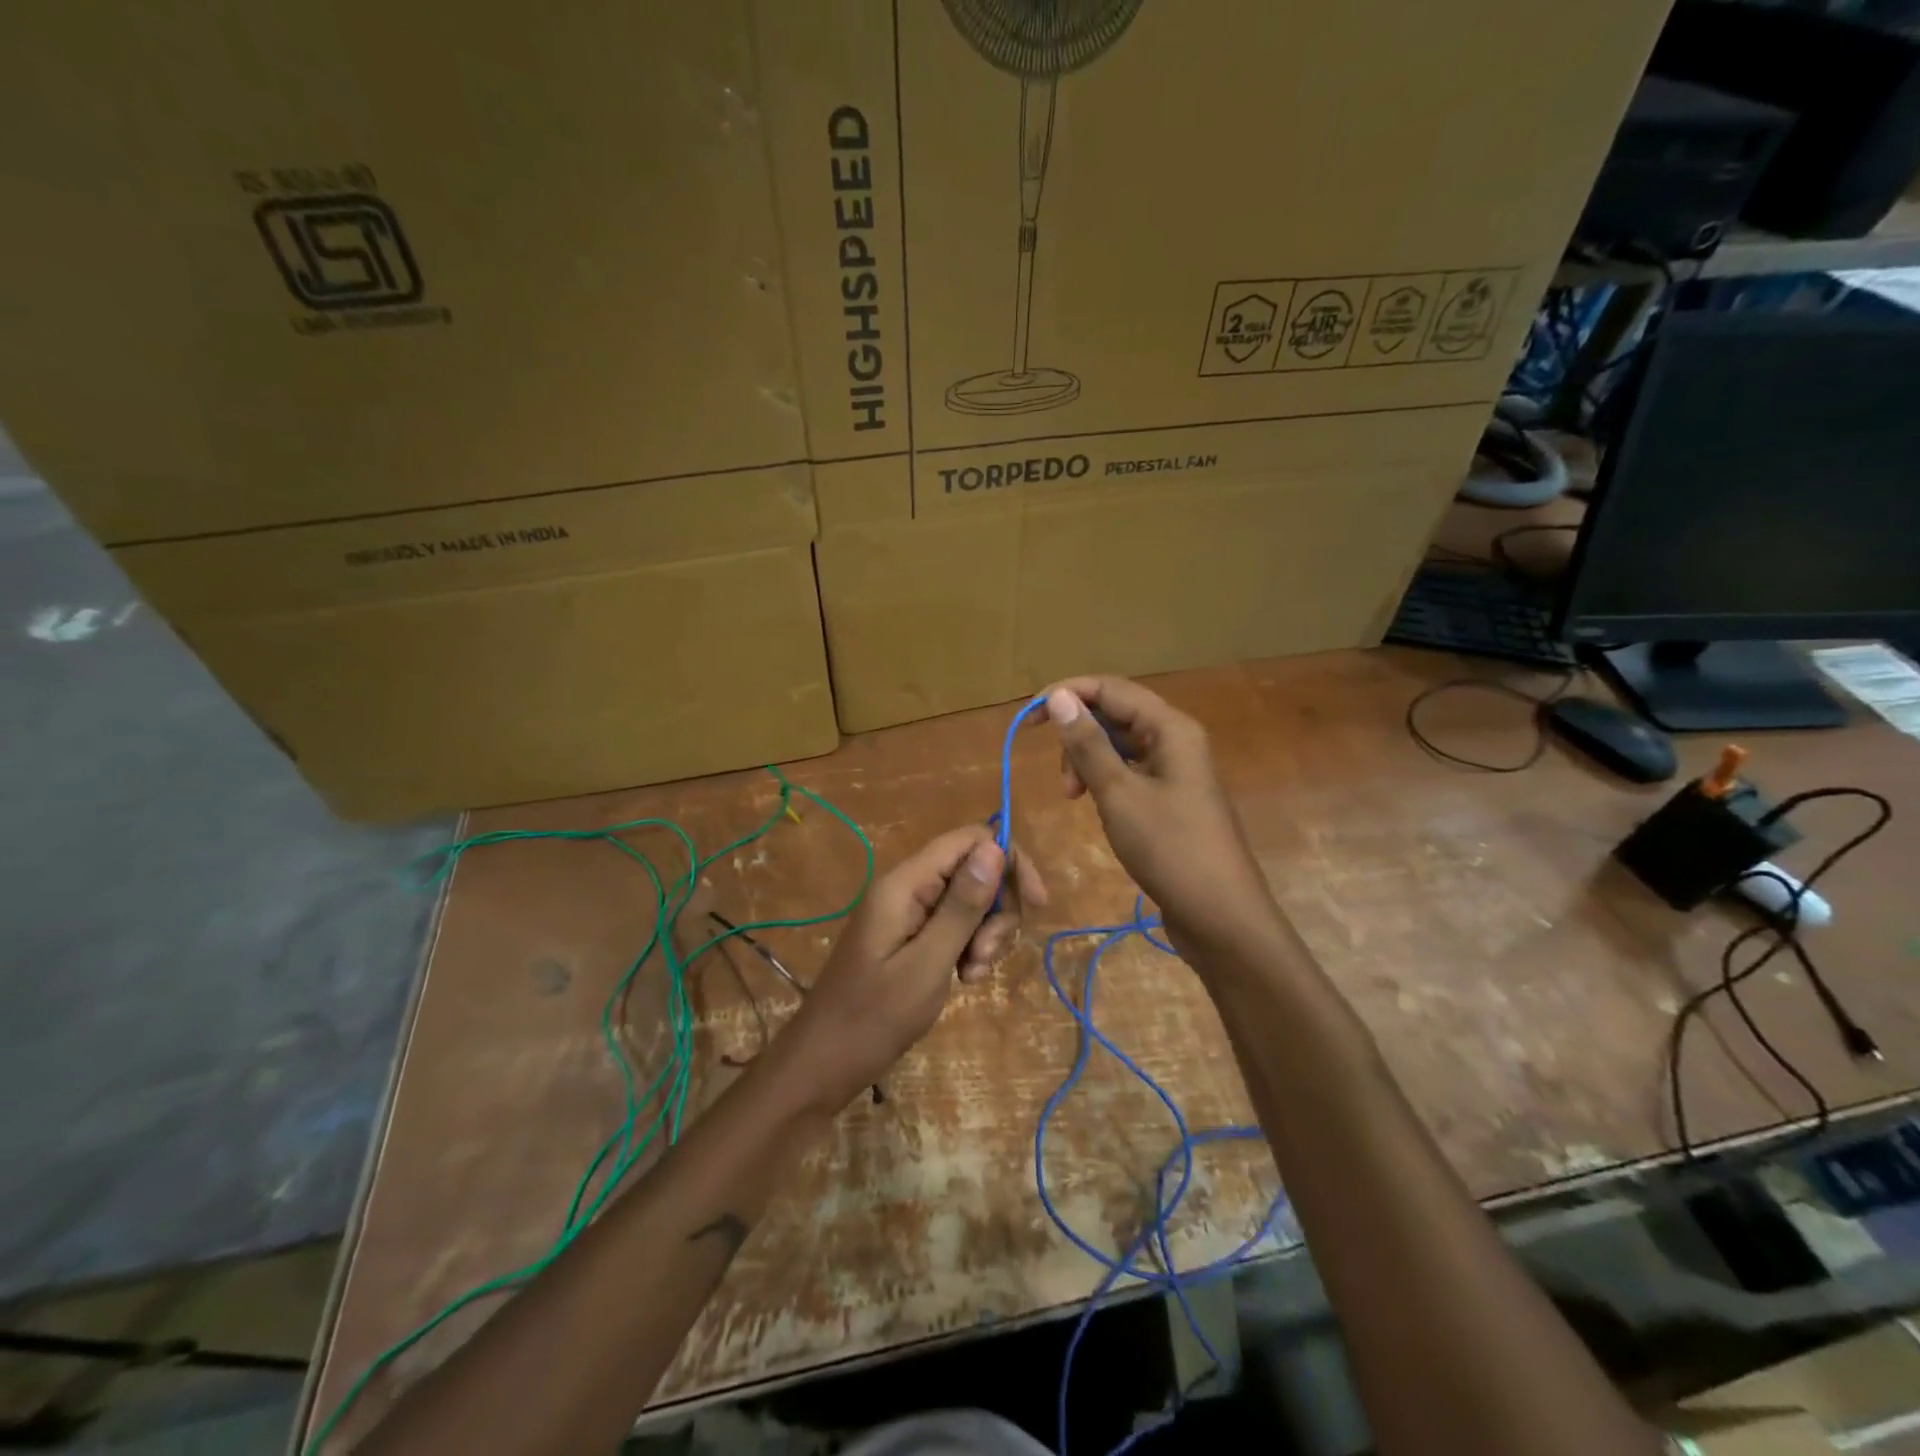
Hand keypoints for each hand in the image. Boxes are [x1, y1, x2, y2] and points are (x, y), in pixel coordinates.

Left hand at [786, 825, 1046, 1103]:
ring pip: (971, 900)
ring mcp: (909, 912)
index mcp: (905, 883)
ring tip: (972, 975)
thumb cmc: (874, 1017)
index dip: (1009, 861)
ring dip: (985, 934)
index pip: (970, 840)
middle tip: (985, 956)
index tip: (1036, 904)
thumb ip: (962, 906)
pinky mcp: (912, 936)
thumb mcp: (928, 963)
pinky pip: (955, 925)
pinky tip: (965, 980)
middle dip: (996, 909)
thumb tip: (995, 847)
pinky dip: (970, 948)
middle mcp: (908, 887)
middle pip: (975, 869)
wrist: (825, 1063)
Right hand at [1043, 676, 1278, 961]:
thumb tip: (1057, 697)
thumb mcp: (1119, 794)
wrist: (1219, 915)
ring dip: (1088, 761)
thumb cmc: (1169, 849)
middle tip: (1063, 781)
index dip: (1066, 694)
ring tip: (1074, 798)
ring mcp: (1176, 769)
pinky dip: (1105, 780)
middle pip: (1115, 714)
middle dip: (1078, 736)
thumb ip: (1087, 744)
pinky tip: (1095, 804)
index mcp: (1170, 728)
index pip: (1110, 688)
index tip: (1028, 720)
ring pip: (1119, 745)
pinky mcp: (1171, 797)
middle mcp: (1176, 739)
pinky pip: (1129, 771)